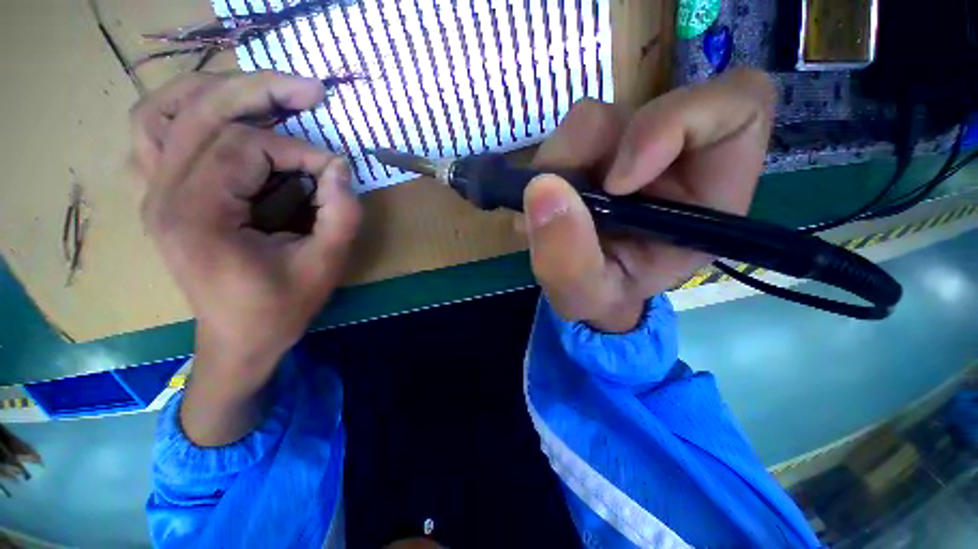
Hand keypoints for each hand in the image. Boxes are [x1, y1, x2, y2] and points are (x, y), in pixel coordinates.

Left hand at [130, 72, 360, 443]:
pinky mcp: (161, 195)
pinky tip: (219, 113)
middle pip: (202, 111)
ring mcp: (153, 191)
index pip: (246, 147)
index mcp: (196, 215)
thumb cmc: (280, 308)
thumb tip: (340, 167)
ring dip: (217, 89)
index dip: (300, 151)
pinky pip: (155, 132)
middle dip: (263, 92)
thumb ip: (341, 214)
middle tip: (310, 90)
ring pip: (164, 109)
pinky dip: (185, 110)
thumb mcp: (324, 266)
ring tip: (265, 90)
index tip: (335, 171)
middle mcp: (161, 193)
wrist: (238, 339)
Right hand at [524, 69, 774, 331]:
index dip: (674, 124)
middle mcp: (674, 160)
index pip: (737, 108)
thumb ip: (568, 260)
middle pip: (638, 112)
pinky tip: (543, 205)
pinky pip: (565, 138)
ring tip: (545, 215)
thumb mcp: (586, 297)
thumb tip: (542, 189)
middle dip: (583, 158)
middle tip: (555, 204)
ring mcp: (630, 149)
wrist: (587, 290)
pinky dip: (546, 169)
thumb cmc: (604, 297)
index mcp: (707, 196)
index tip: (615, 184)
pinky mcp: (595, 150)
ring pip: (591, 122)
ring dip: (557, 167)